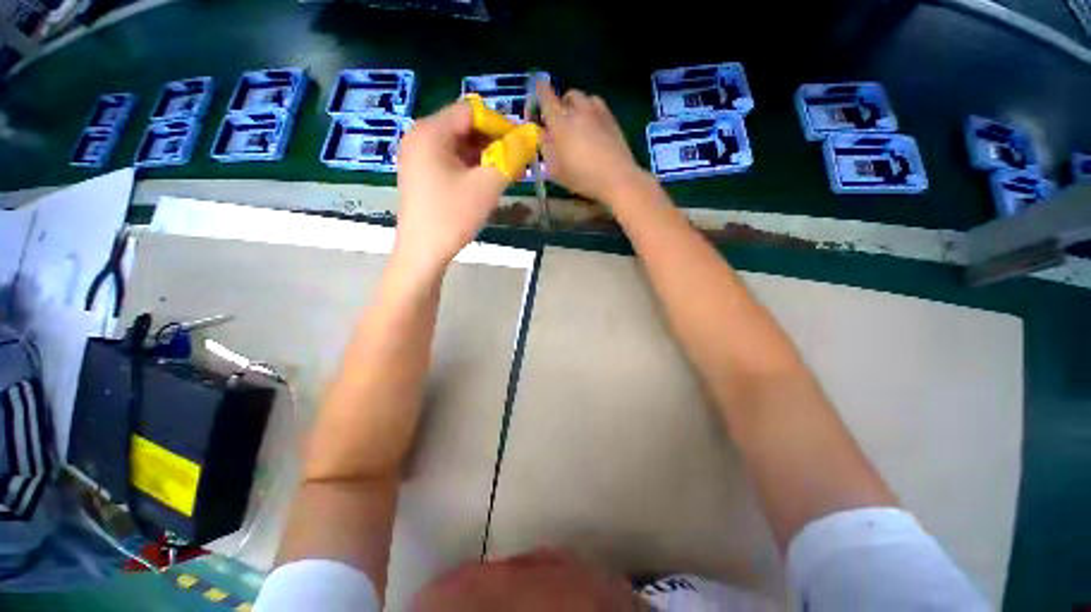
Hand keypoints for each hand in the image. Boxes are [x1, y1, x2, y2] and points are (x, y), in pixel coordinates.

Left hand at [395, 100, 510, 272]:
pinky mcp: (423, 175)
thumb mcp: (486, 186)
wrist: (422, 253)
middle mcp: (420, 137)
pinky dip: (473, 167)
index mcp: (429, 132)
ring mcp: (419, 157)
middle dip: (494, 141)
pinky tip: (489, 181)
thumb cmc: (451, 217)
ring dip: (486, 156)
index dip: (499, 124)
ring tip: (508, 173)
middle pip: (464, 127)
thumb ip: (510, 158)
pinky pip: (452, 161)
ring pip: (460, 146)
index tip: (521, 143)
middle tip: (518, 160)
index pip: (470, 111)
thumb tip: (529, 139)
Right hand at [537, 81, 644, 203]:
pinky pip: (597, 106)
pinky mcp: (612, 118)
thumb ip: (546, 149)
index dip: (539, 93)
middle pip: (567, 95)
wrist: (617, 177)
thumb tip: (543, 135)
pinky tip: (592, 127)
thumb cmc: (582, 177)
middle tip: (558, 121)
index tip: (537, 101)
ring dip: (577, 106)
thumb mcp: (556, 170)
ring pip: (584, 98)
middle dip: (560, 104)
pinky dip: (591, 111)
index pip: (545, 96)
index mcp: (560, 121)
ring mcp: (598, 111)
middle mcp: (579, 110)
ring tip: (576, 123)